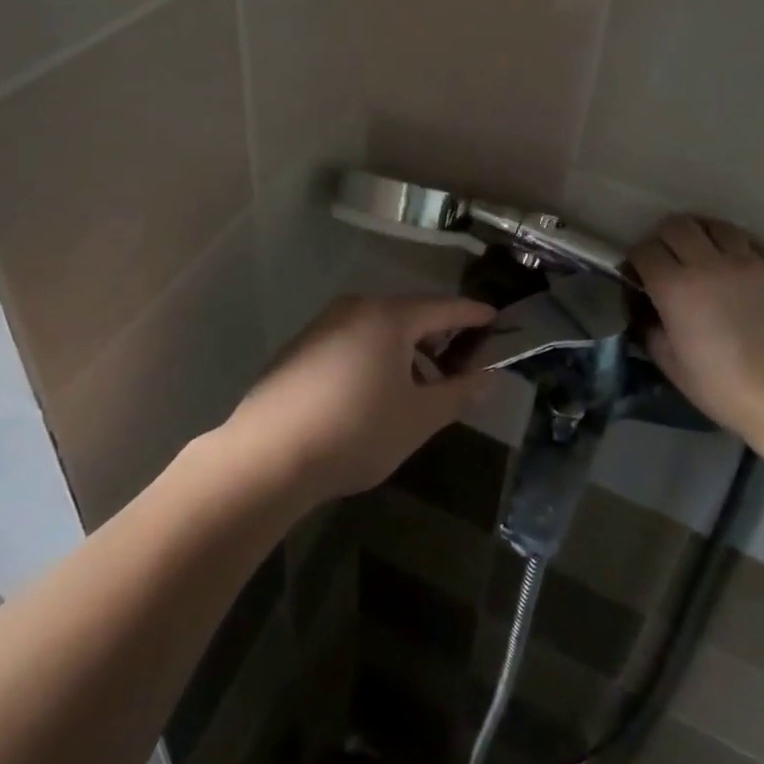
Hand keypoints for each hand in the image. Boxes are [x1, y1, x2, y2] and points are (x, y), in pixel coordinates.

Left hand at [222, 294, 494, 503]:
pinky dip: (374, 355)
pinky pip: (352, 340)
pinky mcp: (301, 347)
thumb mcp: (418, 418)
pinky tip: (374, 392)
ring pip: (378, 327)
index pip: (444, 307)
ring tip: (419, 386)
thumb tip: (489, 377)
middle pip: (409, 313)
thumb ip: (458, 393)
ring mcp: (323, 324)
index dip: (473, 315)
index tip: (495, 319)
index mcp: (389, 316)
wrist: (267, 456)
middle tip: (461, 361)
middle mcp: (356, 307)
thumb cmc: (355, 431)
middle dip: (438, 336)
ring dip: (406, 350)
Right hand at [631, 216, 763, 454]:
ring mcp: (751, 261)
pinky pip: (756, 247)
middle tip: (673, 259)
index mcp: (676, 287)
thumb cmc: (726, 389)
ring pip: (719, 226)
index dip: (638, 260)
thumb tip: (646, 311)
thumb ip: (652, 330)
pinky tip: (747, 277)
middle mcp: (710, 263)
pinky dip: (744, 255)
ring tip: (710, 257)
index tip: (642, 274)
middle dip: (667, 238)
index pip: (644, 249)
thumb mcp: (672, 366)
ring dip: (706, 237)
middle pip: (678, 225)